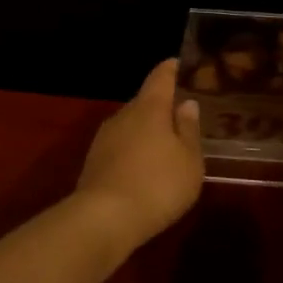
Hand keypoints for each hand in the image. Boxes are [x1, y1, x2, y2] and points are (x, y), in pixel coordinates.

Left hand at [73, 59, 204, 254]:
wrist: (104, 218)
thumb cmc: (158, 185)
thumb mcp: (188, 160)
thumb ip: (188, 129)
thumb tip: (186, 103)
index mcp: (149, 108)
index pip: (160, 77)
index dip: (171, 69)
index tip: (179, 63)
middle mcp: (122, 116)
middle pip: (143, 102)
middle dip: (161, 105)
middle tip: (181, 113)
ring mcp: (104, 138)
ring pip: (130, 125)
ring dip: (146, 130)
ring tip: (166, 142)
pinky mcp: (93, 161)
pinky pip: (120, 146)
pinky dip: (133, 149)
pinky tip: (143, 166)